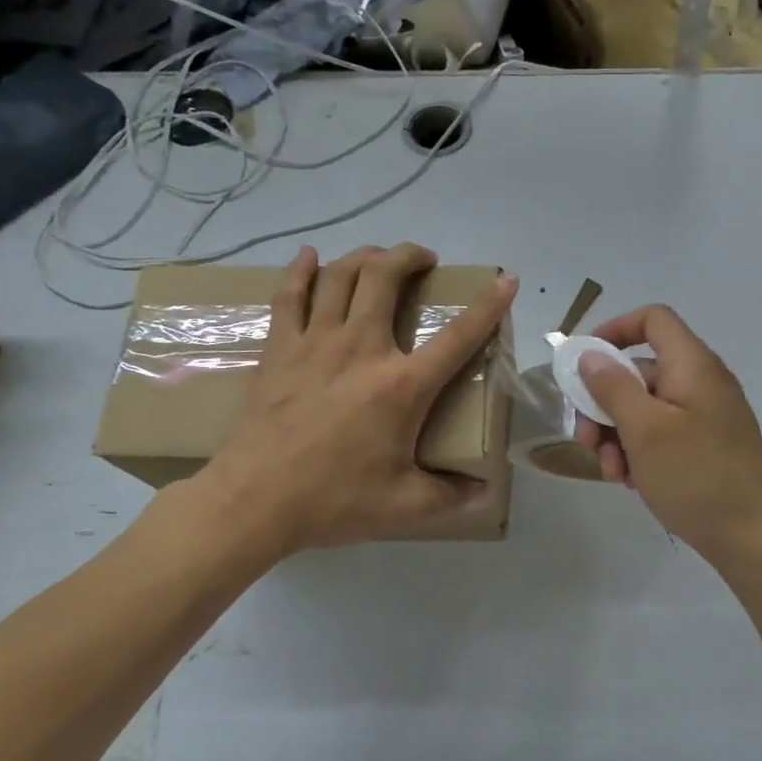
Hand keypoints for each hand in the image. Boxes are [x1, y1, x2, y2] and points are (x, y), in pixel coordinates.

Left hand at [188, 244, 516, 553]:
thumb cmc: (333, 500)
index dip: (488, 306)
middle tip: (424, 260)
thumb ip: (450, 496)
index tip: (506, 280)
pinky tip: (309, 257)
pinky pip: (290, 295)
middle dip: (410, 256)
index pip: (458, 336)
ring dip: (365, 255)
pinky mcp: (280, 348)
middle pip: (386, 277)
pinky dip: (302, 270)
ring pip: (341, 275)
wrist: (255, 500)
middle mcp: (362, 349)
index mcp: (402, 386)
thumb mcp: (403, 505)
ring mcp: (316, 342)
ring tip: (380, 257)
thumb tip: (484, 493)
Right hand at [572, 305, 761, 561]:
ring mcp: (706, 415)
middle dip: (605, 403)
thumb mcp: (644, 430)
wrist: (752, 537)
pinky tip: (631, 481)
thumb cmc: (696, 476)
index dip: (615, 330)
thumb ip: (613, 387)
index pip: (653, 319)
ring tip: (611, 472)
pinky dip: (640, 449)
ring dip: (617, 434)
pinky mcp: (707, 444)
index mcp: (693, 366)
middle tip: (585, 439)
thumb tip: (590, 355)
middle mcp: (702, 382)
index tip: (584, 362)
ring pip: (646, 407)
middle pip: (640, 370)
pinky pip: (663, 432)